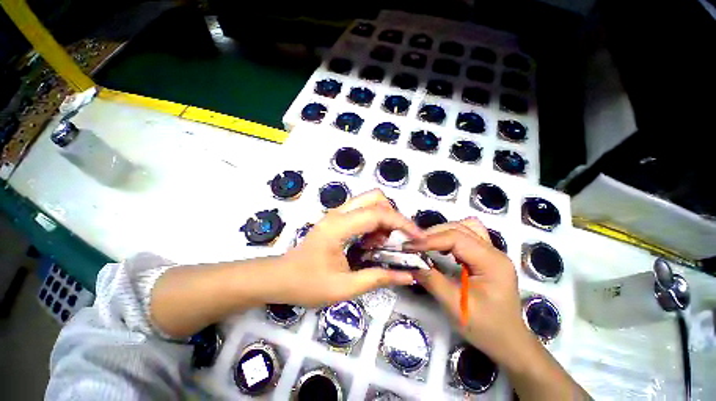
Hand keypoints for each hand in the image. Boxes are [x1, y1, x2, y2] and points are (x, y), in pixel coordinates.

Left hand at [268, 189, 424, 306]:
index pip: (377, 214)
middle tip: (395, 240)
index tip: (418, 238)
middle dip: (392, 216)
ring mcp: (337, 214)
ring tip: (381, 244)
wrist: (281, 278)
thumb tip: (408, 276)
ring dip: (383, 219)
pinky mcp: (337, 219)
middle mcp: (338, 213)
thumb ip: (378, 278)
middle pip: (375, 197)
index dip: (402, 224)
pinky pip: (363, 211)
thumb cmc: (307, 284)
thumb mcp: (344, 288)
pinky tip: (370, 243)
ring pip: (370, 202)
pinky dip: (374, 222)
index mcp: (338, 227)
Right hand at [405, 218, 534, 367]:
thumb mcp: (456, 306)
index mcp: (491, 262)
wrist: (509, 343)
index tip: (409, 246)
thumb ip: (432, 281)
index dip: (430, 239)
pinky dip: (450, 237)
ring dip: (442, 232)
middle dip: (433, 234)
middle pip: (460, 228)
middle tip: (414, 245)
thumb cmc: (486, 328)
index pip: (456, 238)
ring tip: (426, 244)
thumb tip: (411, 263)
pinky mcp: (486, 257)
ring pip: (464, 228)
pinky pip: (466, 236)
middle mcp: (494, 252)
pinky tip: (441, 248)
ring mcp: (491, 253)